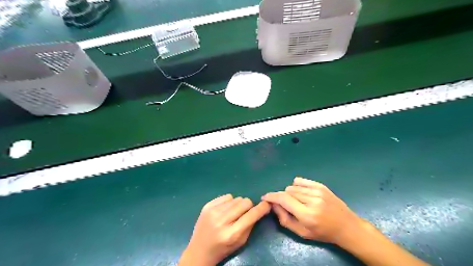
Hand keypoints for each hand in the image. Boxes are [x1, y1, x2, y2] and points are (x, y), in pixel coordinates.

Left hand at [179, 194, 271, 265]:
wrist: (199, 251)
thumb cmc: (223, 249)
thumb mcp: (240, 242)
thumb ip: (250, 225)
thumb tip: (260, 208)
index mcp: (231, 234)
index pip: (251, 216)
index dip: (261, 208)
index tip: (267, 204)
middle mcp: (221, 221)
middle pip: (244, 202)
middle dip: (249, 206)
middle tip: (245, 213)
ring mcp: (212, 212)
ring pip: (236, 198)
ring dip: (238, 205)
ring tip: (233, 214)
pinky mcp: (207, 206)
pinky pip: (226, 196)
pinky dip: (229, 202)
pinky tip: (224, 211)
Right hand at [262, 178, 362, 245]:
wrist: (346, 226)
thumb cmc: (323, 233)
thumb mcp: (302, 233)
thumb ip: (285, 219)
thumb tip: (273, 205)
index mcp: (307, 215)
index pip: (284, 199)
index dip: (272, 197)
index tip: (265, 197)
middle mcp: (312, 200)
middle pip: (287, 192)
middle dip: (283, 198)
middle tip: (287, 205)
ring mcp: (318, 191)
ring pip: (293, 186)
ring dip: (290, 193)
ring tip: (297, 201)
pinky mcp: (321, 186)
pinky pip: (301, 181)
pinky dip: (296, 185)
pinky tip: (300, 193)